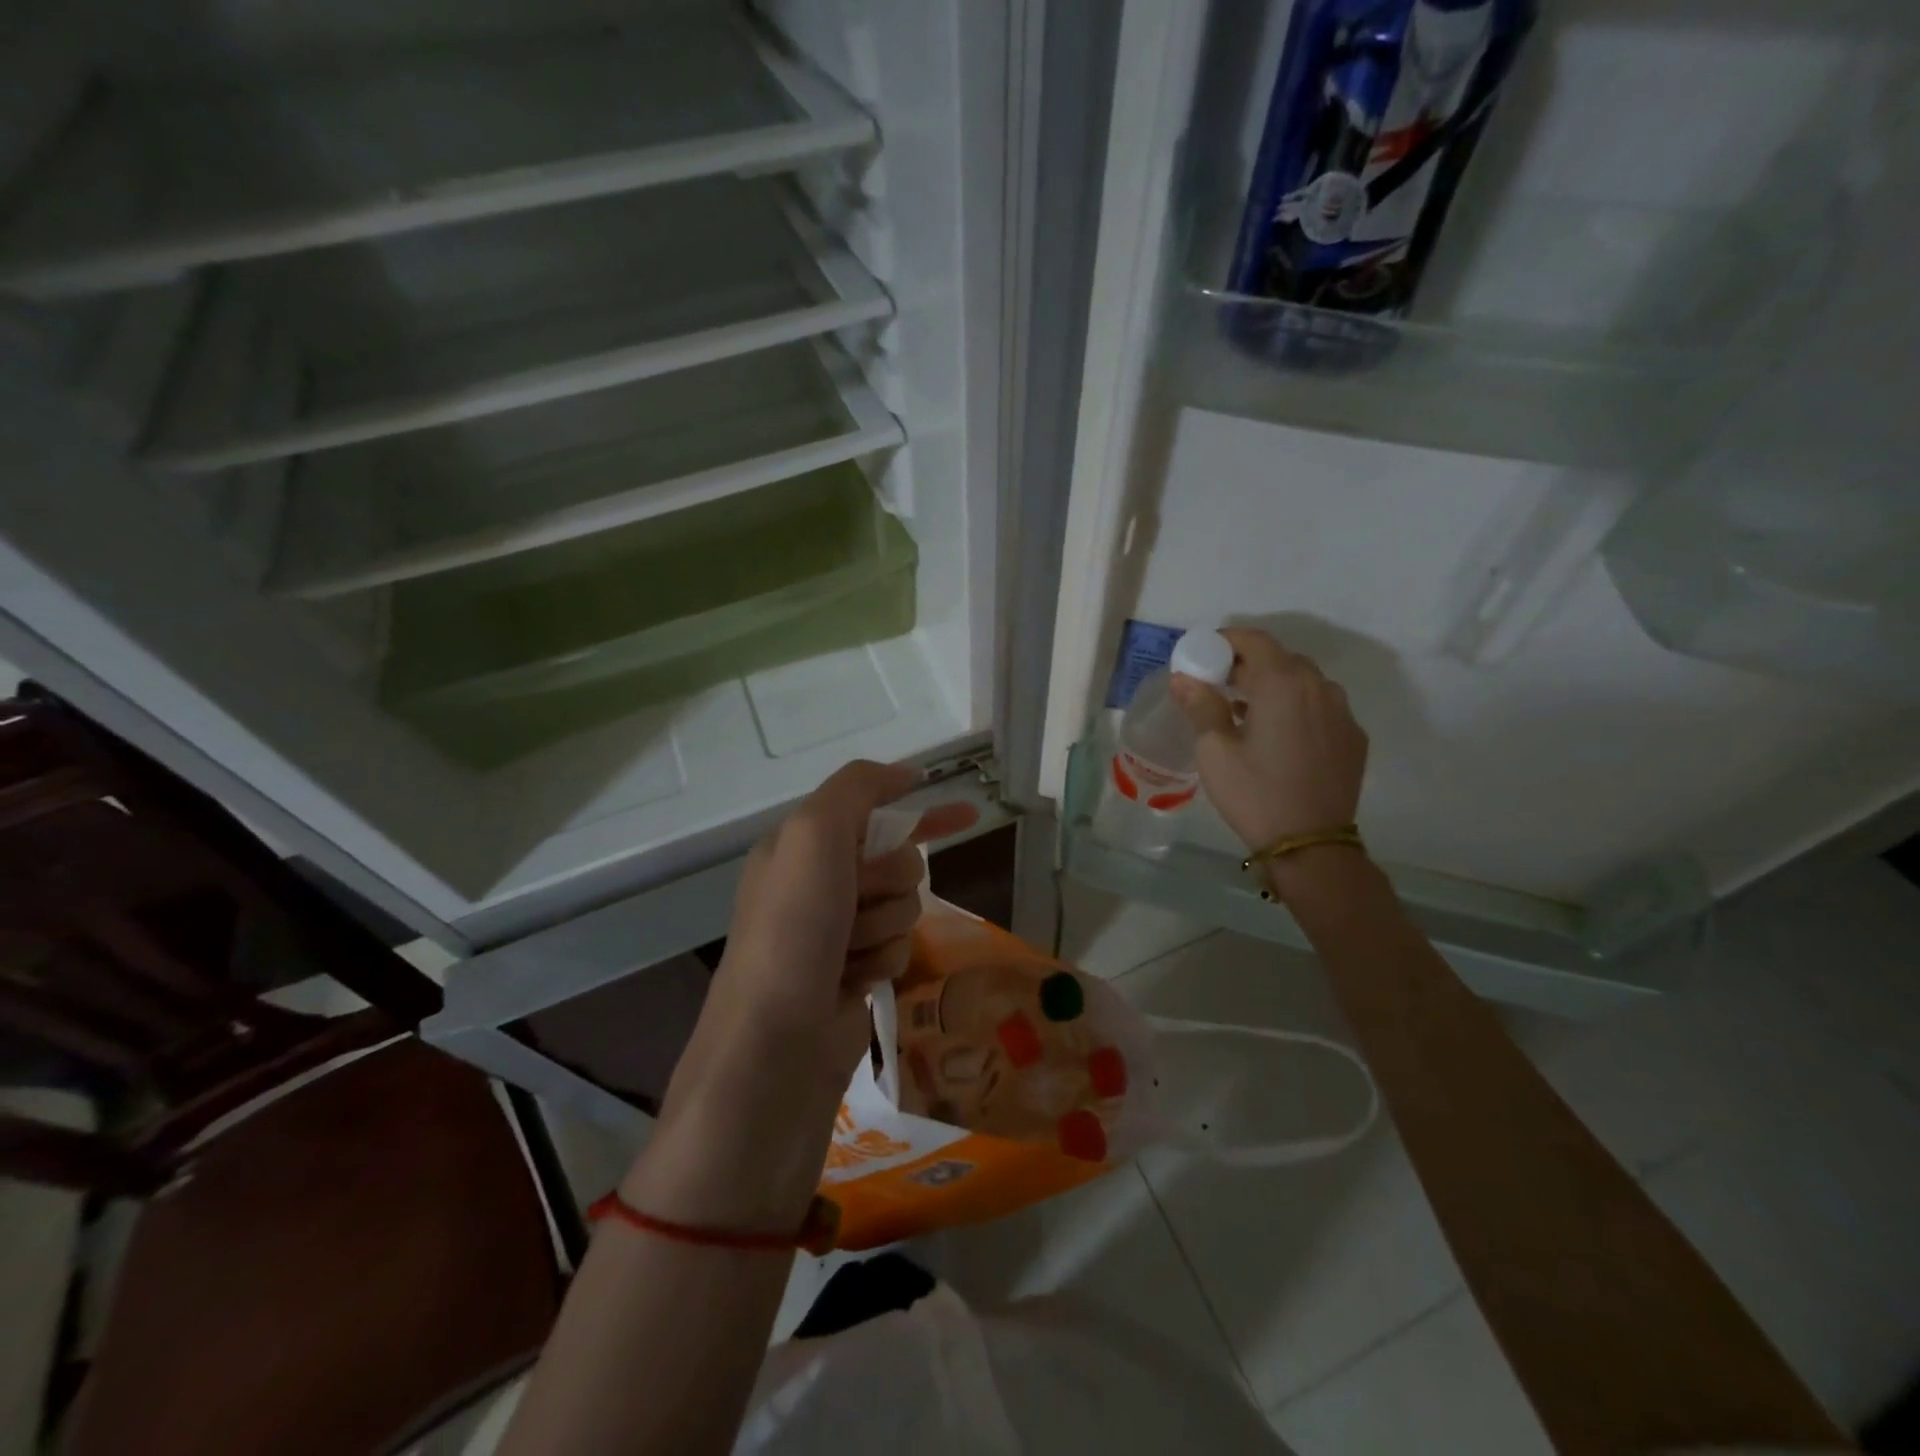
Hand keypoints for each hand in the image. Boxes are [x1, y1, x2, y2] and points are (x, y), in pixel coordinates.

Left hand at [627, 761, 976, 1233]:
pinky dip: (884, 961)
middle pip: (899, 861)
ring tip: (848, 952)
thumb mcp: (814, 835)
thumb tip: (906, 774)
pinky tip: (855, 981)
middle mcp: (818, 884)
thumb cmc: (792, 929)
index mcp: (800, 846)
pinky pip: (900, 948)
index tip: (968, 812)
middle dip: (889, 881)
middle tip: (854, 904)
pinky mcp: (855, 973)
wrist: (776, 1046)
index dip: (920, 809)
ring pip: (905, 906)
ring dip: (885, 925)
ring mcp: (837, 932)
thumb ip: (857, 788)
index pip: (873, 811)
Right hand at [1169, 628, 1367, 856]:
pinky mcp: (1352, 738)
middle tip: (1219, 685)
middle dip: (1248, 665)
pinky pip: (1320, 708)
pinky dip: (1296, 709)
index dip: (1226, 640)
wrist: (1310, 844)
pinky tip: (1277, 737)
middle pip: (1281, 659)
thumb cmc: (1254, 792)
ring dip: (1274, 687)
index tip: (1203, 654)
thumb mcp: (1215, 749)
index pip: (1255, 640)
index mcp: (1283, 683)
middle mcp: (1320, 687)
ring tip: (1246, 712)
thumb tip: (1183, 678)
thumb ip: (1201, 705)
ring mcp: (1342, 713)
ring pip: (1304, 683)